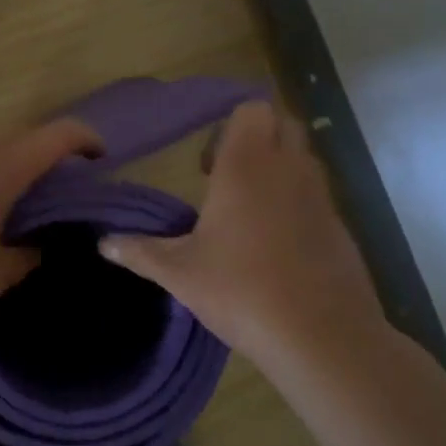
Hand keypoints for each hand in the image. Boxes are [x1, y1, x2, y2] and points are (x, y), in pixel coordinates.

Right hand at [98, 102, 383, 363]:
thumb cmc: (241, 290)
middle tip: (228, 181)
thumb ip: (140, 251)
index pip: (252, 109)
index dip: (231, 126)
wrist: (320, 337)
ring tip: (250, 215)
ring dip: (279, 170)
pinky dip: (299, 204)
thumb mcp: (180, 273)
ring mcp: (321, 197)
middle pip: (283, 124)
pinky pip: (318, 197)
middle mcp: (288, 169)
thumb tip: (102, 244)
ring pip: (303, 159)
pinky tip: (278, 247)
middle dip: (258, 140)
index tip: (210, 165)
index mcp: (246, 166)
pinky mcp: (342, 227)